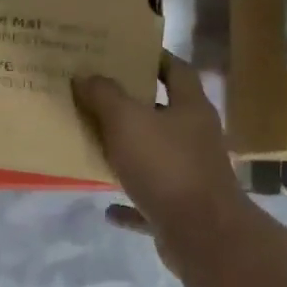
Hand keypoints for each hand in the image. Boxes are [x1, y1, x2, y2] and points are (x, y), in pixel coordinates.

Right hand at [72, 54, 250, 268]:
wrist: (201, 233)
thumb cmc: (166, 167)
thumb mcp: (127, 122)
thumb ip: (104, 96)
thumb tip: (85, 75)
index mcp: (191, 109)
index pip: (177, 71)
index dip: (155, 58)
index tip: (127, 53)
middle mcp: (196, 139)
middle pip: (165, 115)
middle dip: (135, 108)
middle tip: (98, 98)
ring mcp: (191, 176)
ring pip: (156, 159)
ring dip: (130, 155)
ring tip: (97, 148)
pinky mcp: (180, 211)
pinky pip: (149, 203)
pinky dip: (129, 204)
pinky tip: (107, 208)